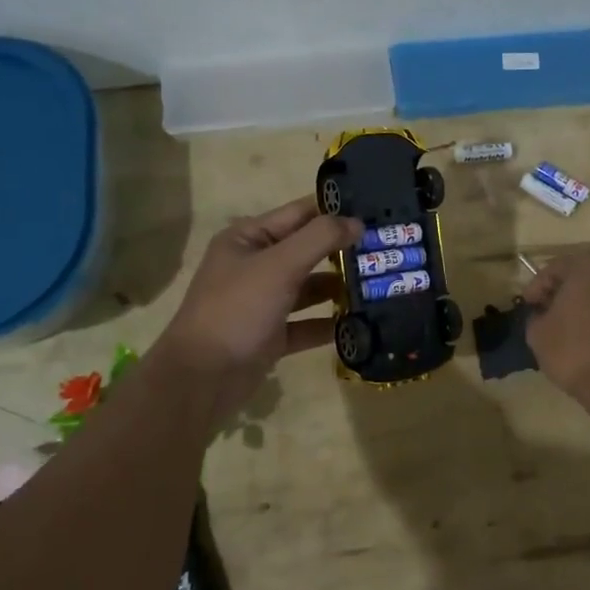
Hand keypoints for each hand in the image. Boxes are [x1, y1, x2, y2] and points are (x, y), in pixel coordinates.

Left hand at [155, 196, 359, 415]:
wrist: (202, 378)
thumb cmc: (238, 309)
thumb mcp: (280, 265)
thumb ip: (320, 238)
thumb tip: (357, 223)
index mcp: (248, 239)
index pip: (299, 213)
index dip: (335, 210)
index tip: (376, 211)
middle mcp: (255, 266)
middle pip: (307, 251)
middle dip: (344, 251)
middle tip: (387, 250)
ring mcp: (263, 302)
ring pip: (309, 289)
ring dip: (340, 288)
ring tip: (381, 285)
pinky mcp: (271, 336)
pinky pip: (307, 324)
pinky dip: (329, 324)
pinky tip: (360, 323)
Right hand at [523, 257, 589, 407]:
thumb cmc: (575, 352)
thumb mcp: (538, 335)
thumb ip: (536, 317)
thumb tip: (543, 315)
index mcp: (589, 271)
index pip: (557, 266)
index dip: (537, 284)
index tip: (528, 305)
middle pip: (583, 278)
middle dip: (562, 294)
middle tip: (546, 314)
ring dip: (584, 308)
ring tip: (568, 332)